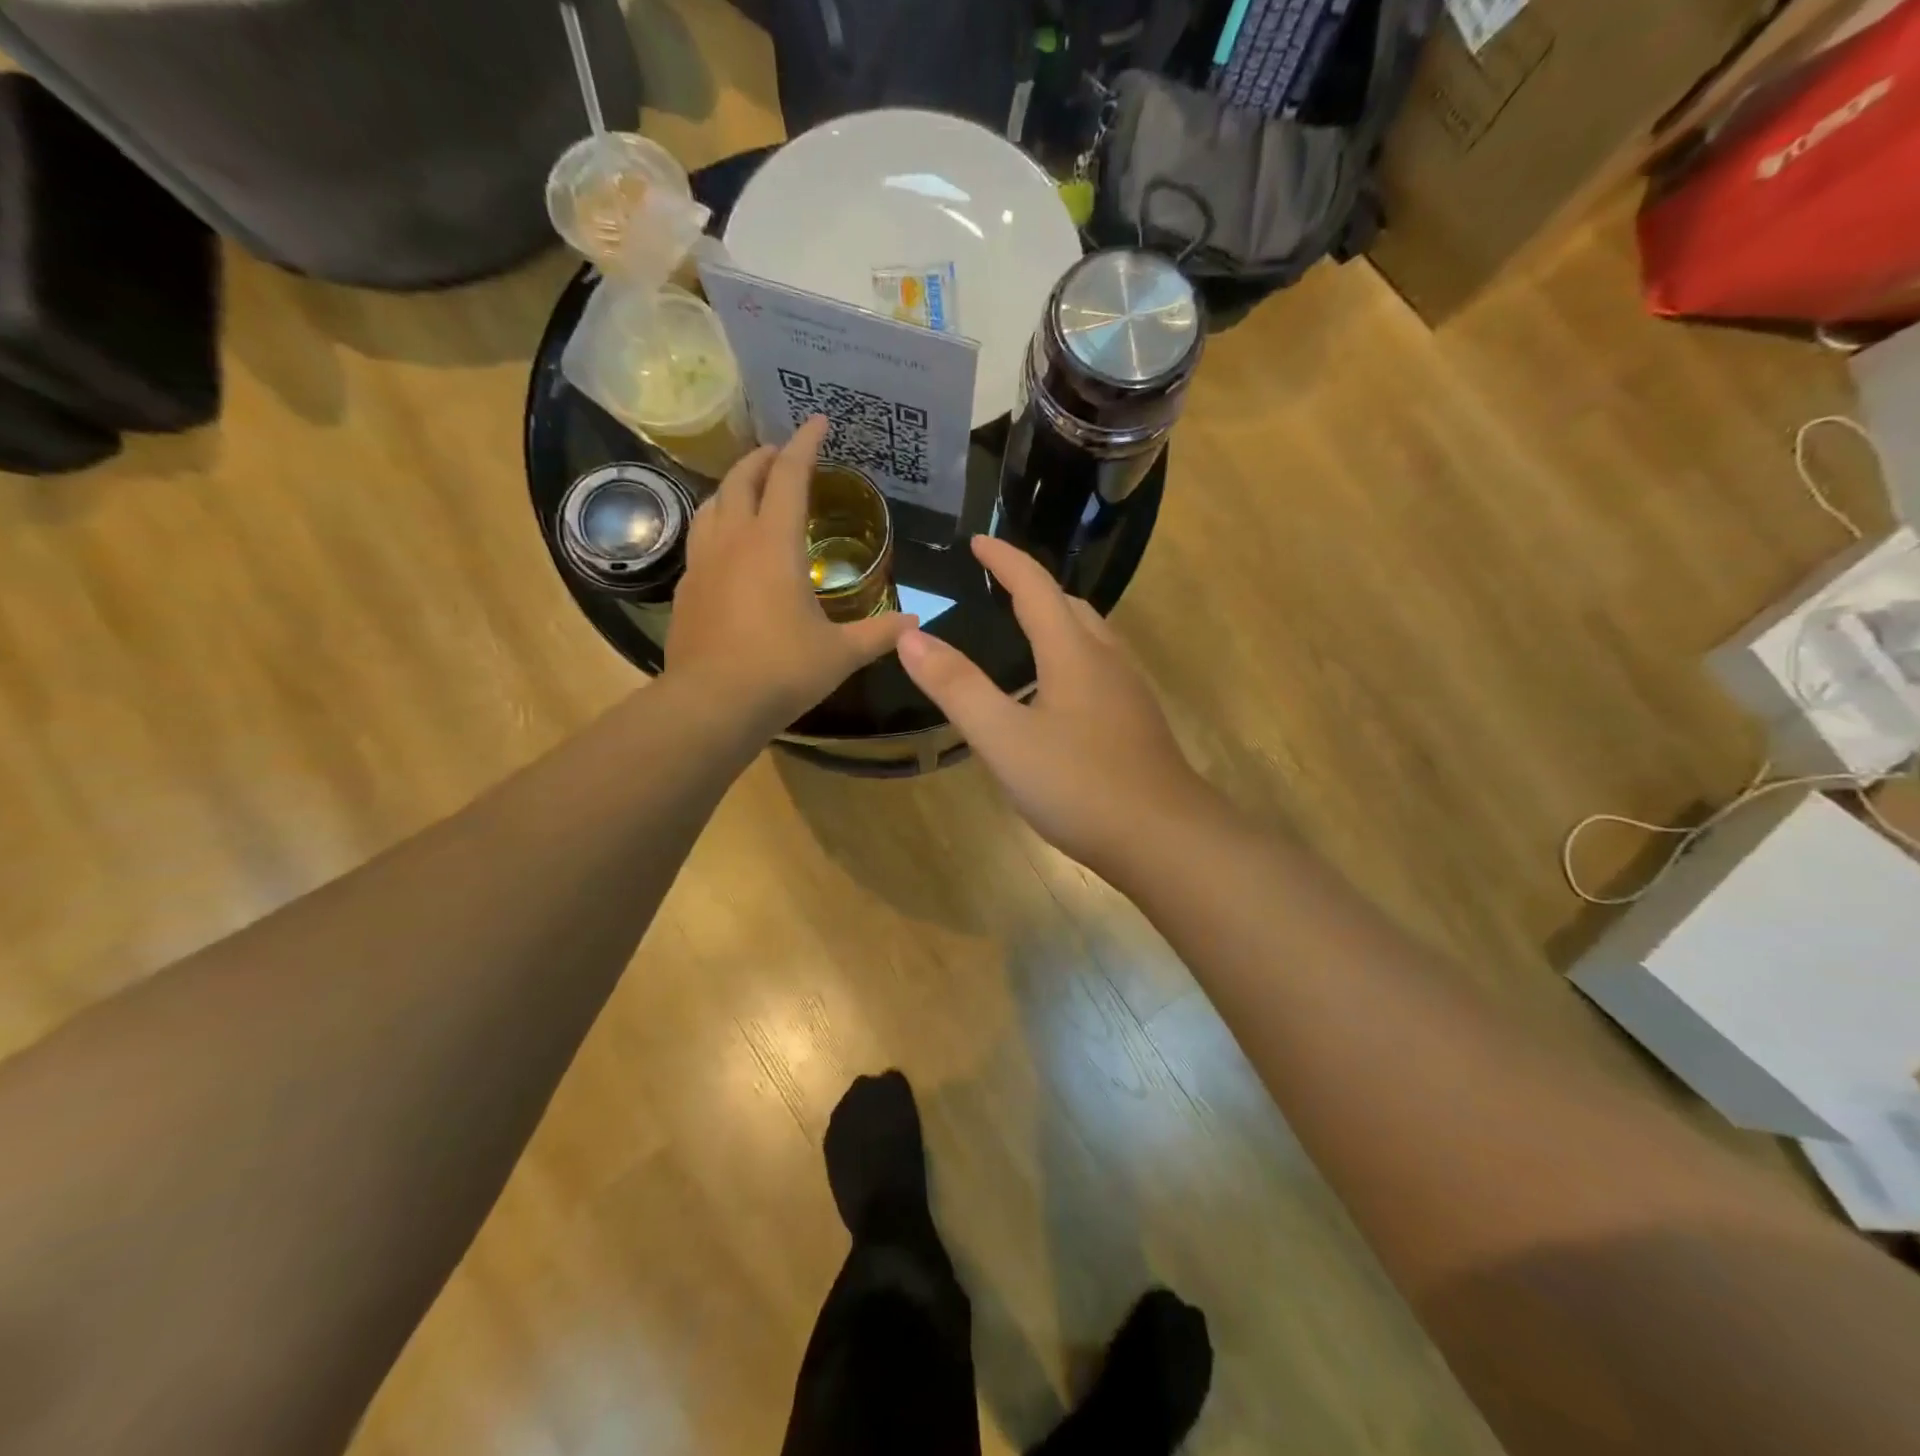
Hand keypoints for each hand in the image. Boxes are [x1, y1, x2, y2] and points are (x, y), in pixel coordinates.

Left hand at [666, 417, 915, 737]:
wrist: (712, 704)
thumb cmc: (782, 671)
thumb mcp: (841, 654)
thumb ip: (879, 634)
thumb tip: (916, 625)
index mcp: (774, 545)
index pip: (790, 477)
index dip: (805, 445)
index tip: (818, 421)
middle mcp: (733, 541)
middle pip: (742, 480)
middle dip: (763, 458)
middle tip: (782, 454)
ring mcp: (702, 564)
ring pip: (712, 505)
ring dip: (734, 487)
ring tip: (752, 491)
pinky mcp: (686, 589)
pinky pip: (700, 539)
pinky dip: (718, 525)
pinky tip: (728, 547)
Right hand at [896, 535, 1213, 876]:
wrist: (1164, 839)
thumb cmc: (1079, 786)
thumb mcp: (1004, 740)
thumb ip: (958, 687)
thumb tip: (911, 638)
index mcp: (1073, 653)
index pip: (1035, 588)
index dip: (1005, 560)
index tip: (977, 542)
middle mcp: (1107, 660)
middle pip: (1070, 606)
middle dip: (1033, 588)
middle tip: (997, 586)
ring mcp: (1129, 692)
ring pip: (1091, 637)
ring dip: (1057, 621)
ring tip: (1023, 631)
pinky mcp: (1137, 722)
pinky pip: (1100, 668)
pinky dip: (1071, 657)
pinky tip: (1056, 692)